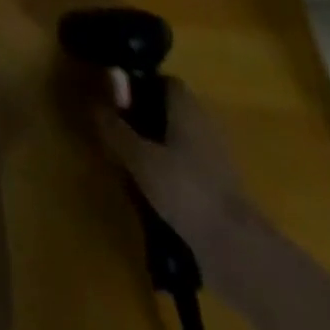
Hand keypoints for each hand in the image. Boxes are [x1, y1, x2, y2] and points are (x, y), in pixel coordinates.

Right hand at [92, 72, 255, 259]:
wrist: (236, 248)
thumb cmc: (184, 188)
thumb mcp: (138, 156)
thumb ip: (115, 128)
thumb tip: (93, 103)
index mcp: (187, 108)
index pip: (165, 81)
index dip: (140, 85)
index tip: (116, 97)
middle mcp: (204, 125)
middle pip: (171, 110)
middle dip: (144, 117)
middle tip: (117, 130)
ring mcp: (215, 158)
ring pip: (179, 139)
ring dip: (156, 146)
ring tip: (128, 161)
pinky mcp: (219, 189)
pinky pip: (187, 167)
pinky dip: (170, 171)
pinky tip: (151, 188)